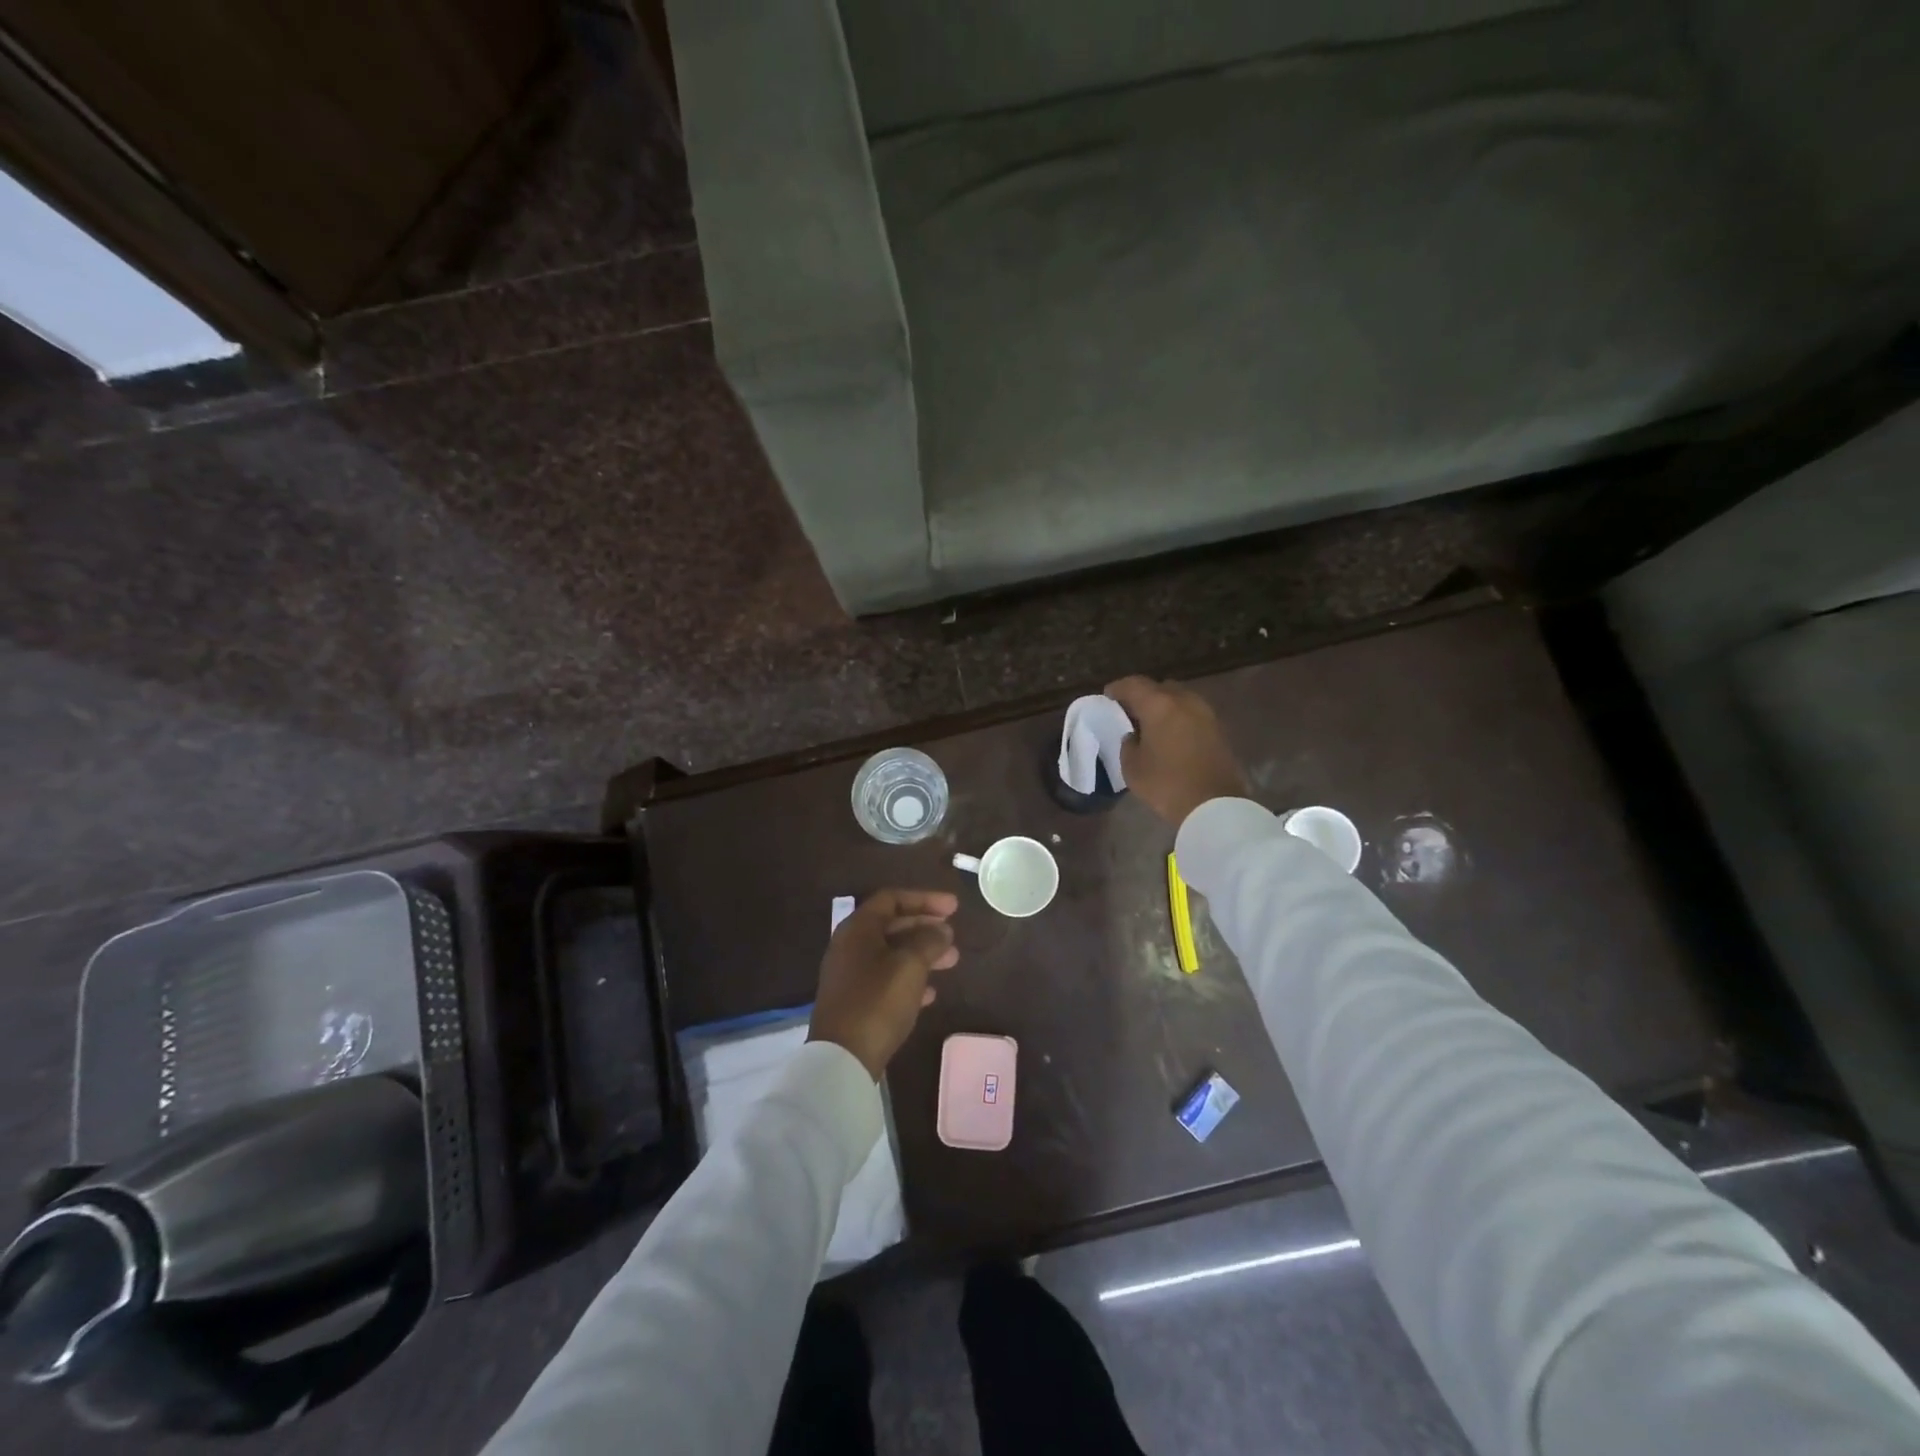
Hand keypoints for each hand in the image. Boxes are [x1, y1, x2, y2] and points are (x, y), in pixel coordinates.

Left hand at [809, 889, 960, 1079]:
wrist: (843, 1058)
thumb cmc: (878, 1001)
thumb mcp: (910, 965)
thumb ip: (929, 940)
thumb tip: (941, 930)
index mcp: (858, 928)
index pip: (892, 898)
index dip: (925, 899)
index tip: (954, 908)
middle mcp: (850, 946)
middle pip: (892, 925)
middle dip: (925, 927)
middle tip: (953, 934)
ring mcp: (850, 975)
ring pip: (892, 953)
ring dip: (922, 953)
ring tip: (951, 962)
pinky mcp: (854, 1001)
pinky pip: (886, 979)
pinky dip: (909, 978)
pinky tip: (930, 992)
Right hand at [1105, 675, 1248, 828]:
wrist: (1214, 804)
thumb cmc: (1166, 784)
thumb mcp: (1132, 767)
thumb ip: (1128, 744)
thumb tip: (1134, 735)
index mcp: (1159, 705)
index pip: (1133, 684)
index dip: (1118, 688)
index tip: (1108, 696)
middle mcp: (1184, 701)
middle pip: (1159, 687)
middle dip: (1143, 695)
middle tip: (1130, 711)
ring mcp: (1205, 713)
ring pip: (1179, 699)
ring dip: (1163, 706)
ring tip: (1150, 724)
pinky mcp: (1218, 729)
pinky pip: (1192, 714)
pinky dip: (1178, 718)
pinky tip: (1170, 735)